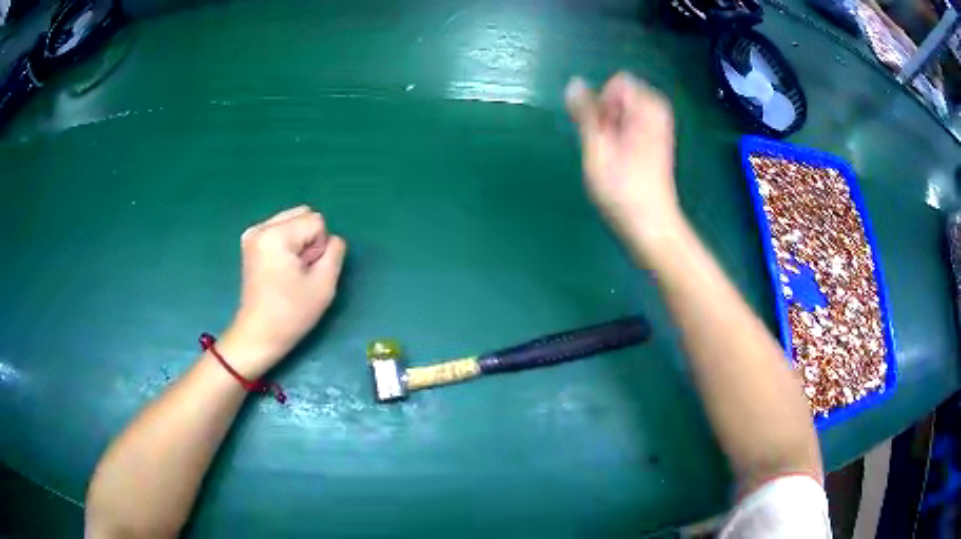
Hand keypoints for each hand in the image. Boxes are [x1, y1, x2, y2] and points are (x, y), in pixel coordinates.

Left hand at [225, 206, 346, 376]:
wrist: (259, 334)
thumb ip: (335, 252)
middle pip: (303, 214)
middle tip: (301, 270)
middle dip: (309, 239)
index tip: (308, 272)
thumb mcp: (324, 285)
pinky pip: (280, 228)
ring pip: (292, 220)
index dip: (320, 247)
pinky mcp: (250, 242)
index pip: (316, 221)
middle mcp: (261, 227)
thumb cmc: (291, 313)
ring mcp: (252, 233)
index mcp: (276, 235)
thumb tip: (332, 240)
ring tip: (290, 270)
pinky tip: (281, 267)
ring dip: (299, 241)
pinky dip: (287, 243)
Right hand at [565, 72, 681, 249]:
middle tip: (607, 145)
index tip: (604, 130)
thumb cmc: (622, 189)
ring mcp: (659, 128)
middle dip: (607, 114)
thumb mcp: (596, 148)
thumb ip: (585, 113)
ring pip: (625, 112)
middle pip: (622, 95)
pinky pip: (632, 124)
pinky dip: (621, 135)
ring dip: (611, 127)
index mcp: (648, 109)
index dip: (603, 102)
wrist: (650, 224)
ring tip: (612, 154)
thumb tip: (574, 82)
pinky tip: (619, 158)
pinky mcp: (656, 142)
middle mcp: (657, 113)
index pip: (619, 82)